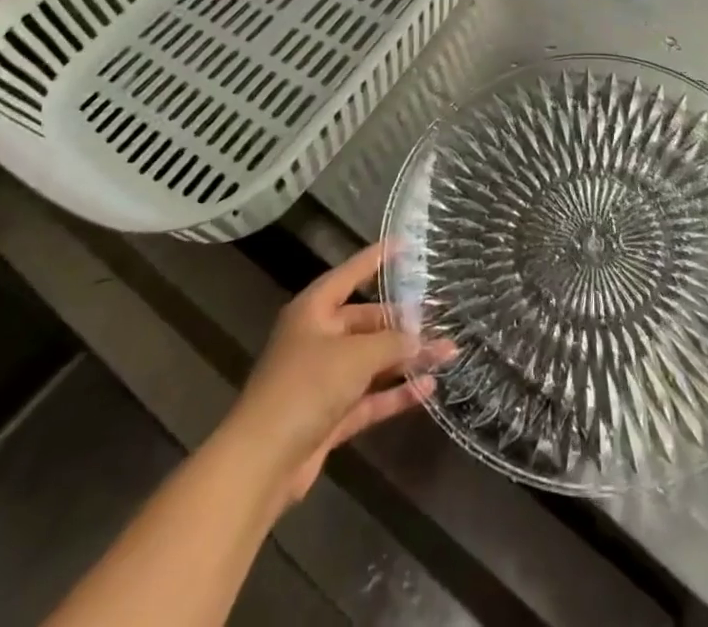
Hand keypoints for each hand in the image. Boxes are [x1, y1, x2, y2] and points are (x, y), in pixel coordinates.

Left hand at [229, 241, 453, 505]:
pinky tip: (428, 387)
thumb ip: (392, 343)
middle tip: (440, 316)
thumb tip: (420, 339)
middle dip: (404, 322)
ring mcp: (323, 379)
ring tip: (447, 352)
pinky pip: (370, 396)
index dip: (376, 258)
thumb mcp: (355, 356)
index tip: (405, 244)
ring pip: (372, 361)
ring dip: (406, 359)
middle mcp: (318, 338)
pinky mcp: (330, 415)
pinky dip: (395, 393)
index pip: (350, 274)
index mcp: (313, 311)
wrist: (261, 463)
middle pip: (367, 322)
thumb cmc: (305, 388)